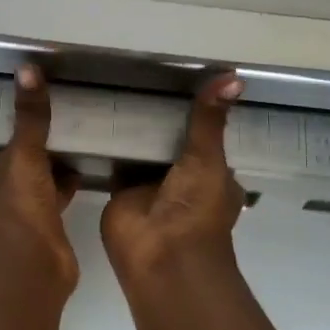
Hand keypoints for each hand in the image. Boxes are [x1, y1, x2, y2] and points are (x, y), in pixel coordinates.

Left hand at [0, 65, 81, 289]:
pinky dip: (68, 190)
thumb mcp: (24, 154)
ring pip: (39, 187)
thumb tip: (28, 68)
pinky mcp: (45, 234)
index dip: (20, 137)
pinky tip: (86, 177)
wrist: (32, 265)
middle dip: (39, 154)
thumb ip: (30, 117)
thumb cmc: (19, 207)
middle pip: (21, 170)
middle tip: (65, 130)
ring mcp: (21, 220)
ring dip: (55, 172)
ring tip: (80, 148)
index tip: (40, 121)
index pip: (2, 152)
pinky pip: (57, 203)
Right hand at [102, 72, 245, 284]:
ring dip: (133, 130)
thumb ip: (210, 121)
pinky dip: (108, 144)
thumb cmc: (197, 210)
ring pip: (142, 150)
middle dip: (159, 118)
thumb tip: (233, 76)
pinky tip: (96, 115)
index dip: (197, 112)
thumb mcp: (209, 159)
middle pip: (170, 141)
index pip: (205, 137)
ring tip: (115, 85)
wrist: (161, 255)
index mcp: (211, 174)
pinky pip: (114, 161)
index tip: (181, 77)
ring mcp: (149, 185)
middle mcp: (181, 179)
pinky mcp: (119, 190)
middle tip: (140, 74)